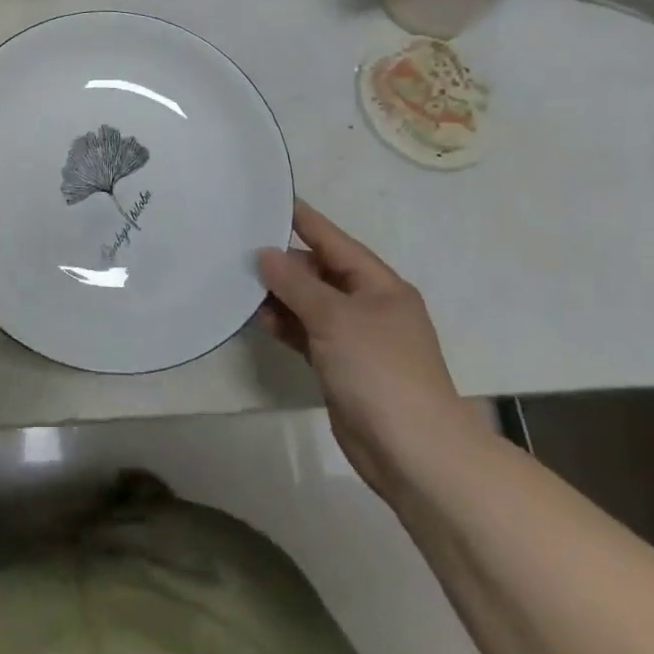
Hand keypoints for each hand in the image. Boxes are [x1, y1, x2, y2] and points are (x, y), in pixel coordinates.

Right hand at [258, 201, 486, 500]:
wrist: (413, 453)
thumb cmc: (379, 370)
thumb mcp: (334, 317)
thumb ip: (296, 283)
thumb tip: (265, 254)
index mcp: (379, 285)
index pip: (334, 240)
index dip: (303, 220)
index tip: (271, 199)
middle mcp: (369, 306)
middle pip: (319, 272)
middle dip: (283, 263)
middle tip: (239, 249)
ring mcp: (355, 339)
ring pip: (310, 304)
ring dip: (280, 296)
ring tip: (240, 284)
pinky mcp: (341, 367)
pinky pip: (307, 334)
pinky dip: (285, 326)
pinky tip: (258, 319)